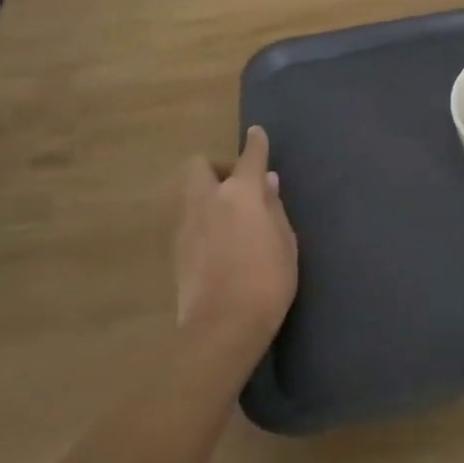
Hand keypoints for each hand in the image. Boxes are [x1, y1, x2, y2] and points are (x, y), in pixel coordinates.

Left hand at [173, 126, 296, 358]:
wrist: (222, 328)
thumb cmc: (267, 281)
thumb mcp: (286, 242)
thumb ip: (274, 208)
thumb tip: (267, 184)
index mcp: (240, 194)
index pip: (249, 158)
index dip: (255, 144)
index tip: (257, 134)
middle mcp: (208, 201)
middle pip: (200, 166)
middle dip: (217, 168)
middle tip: (238, 187)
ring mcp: (187, 226)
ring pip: (192, 194)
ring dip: (209, 196)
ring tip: (232, 218)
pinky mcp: (177, 251)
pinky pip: (190, 221)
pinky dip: (204, 221)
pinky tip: (221, 243)